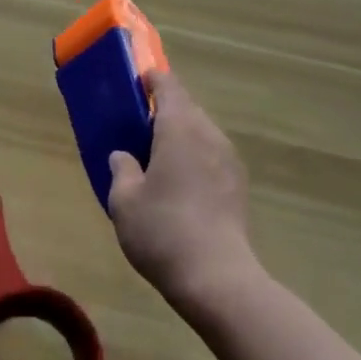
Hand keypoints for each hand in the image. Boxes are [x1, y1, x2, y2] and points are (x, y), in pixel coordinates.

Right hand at [108, 71, 257, 309]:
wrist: (217, 280)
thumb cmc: (163, 231)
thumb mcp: (124, 201)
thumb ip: (121, 170)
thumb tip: (123, 157)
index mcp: (179, 127)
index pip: (167, 85)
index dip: (151, 79)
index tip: (137, 81)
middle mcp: (208, 133)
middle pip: (186, 107)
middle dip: (164, 110)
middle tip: (140, 125)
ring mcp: (228, 159)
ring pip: (201, 132)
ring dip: (181, 135)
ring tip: (159, 157)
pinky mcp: (239, 185)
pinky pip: (212, 156)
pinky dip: (195, 158)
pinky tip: (181, 185)